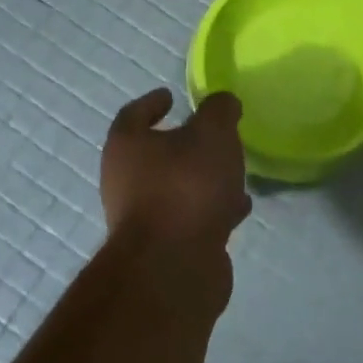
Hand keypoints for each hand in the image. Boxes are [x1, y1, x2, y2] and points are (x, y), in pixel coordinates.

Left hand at [101, 89, 251, 248]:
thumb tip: (222, 103)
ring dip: (202, 180)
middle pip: (153, 154)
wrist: (174, 266)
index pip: (133, 114)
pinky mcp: (163, 248)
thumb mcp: (212, 133)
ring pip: (175, 188)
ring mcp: (142, 218)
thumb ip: (219, 111)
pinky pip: (189, 217)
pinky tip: (238, 208)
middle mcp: (125, 180)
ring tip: (234, 172)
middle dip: (183, 145)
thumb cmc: (186, 186)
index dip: (152, 102)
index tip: (171, 96)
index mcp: (126, 146)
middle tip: (212, 136)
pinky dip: (211, 209)